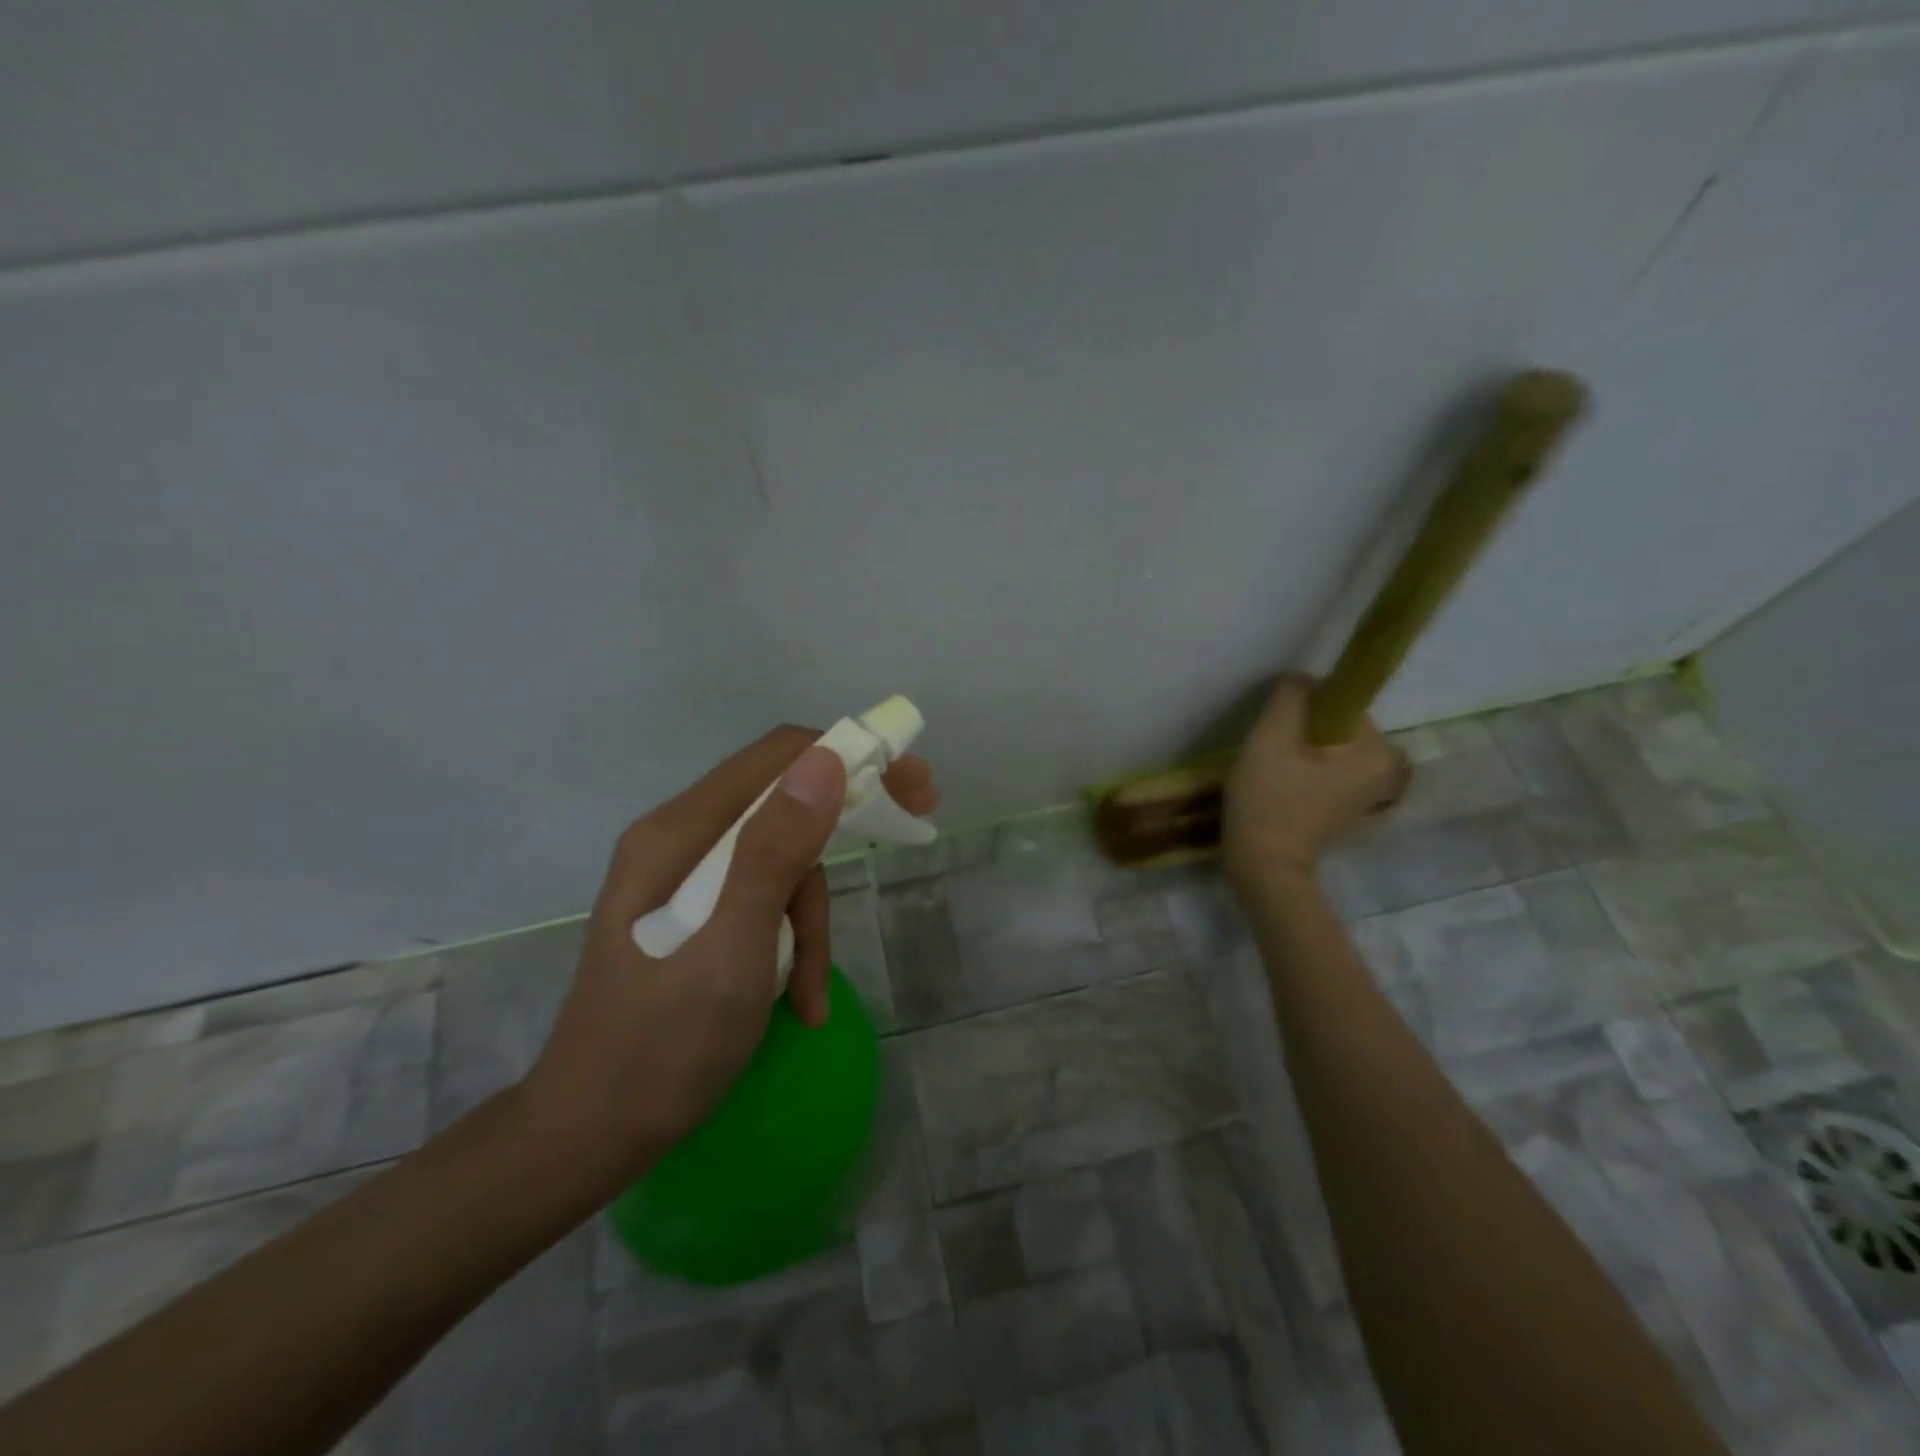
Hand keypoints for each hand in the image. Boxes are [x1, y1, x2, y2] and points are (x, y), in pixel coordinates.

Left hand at [519, 726, 938, 1188]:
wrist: (587, 1137)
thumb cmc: (660, 1049)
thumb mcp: (732, 952)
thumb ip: (774, 852)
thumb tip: (827, 760)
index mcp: (679, 833)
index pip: (778, 756)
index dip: (851, 756)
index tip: (911, 786)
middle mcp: (679, 840)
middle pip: (783, 804)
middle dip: (845, 826)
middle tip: (915, 825)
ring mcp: (683, 879)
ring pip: (780, 863)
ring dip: (812, 921)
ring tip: (810, 996)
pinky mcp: (694, 916)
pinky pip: (762, 902)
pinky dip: (791, 944)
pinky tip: (798, 1003)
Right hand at [1223, 674, 1409, 887]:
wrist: (1263, 865)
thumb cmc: (1268, 800)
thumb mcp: (1270, 737)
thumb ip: (1290, 697)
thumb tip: (1302, 682)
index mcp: (1379, 751)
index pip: (1342, 704)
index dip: (1304, 710)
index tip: (1279, 732)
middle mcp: (1389, 772)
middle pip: (1339, 727)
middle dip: (1305, 732)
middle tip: (1272, 754)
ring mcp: (1373, 795)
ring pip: (1333, 750)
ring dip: (1304, 753)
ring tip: (1275, 772)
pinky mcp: (1354, 811)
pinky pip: (1333, 773)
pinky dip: (1310, 773)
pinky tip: (1285, 789)